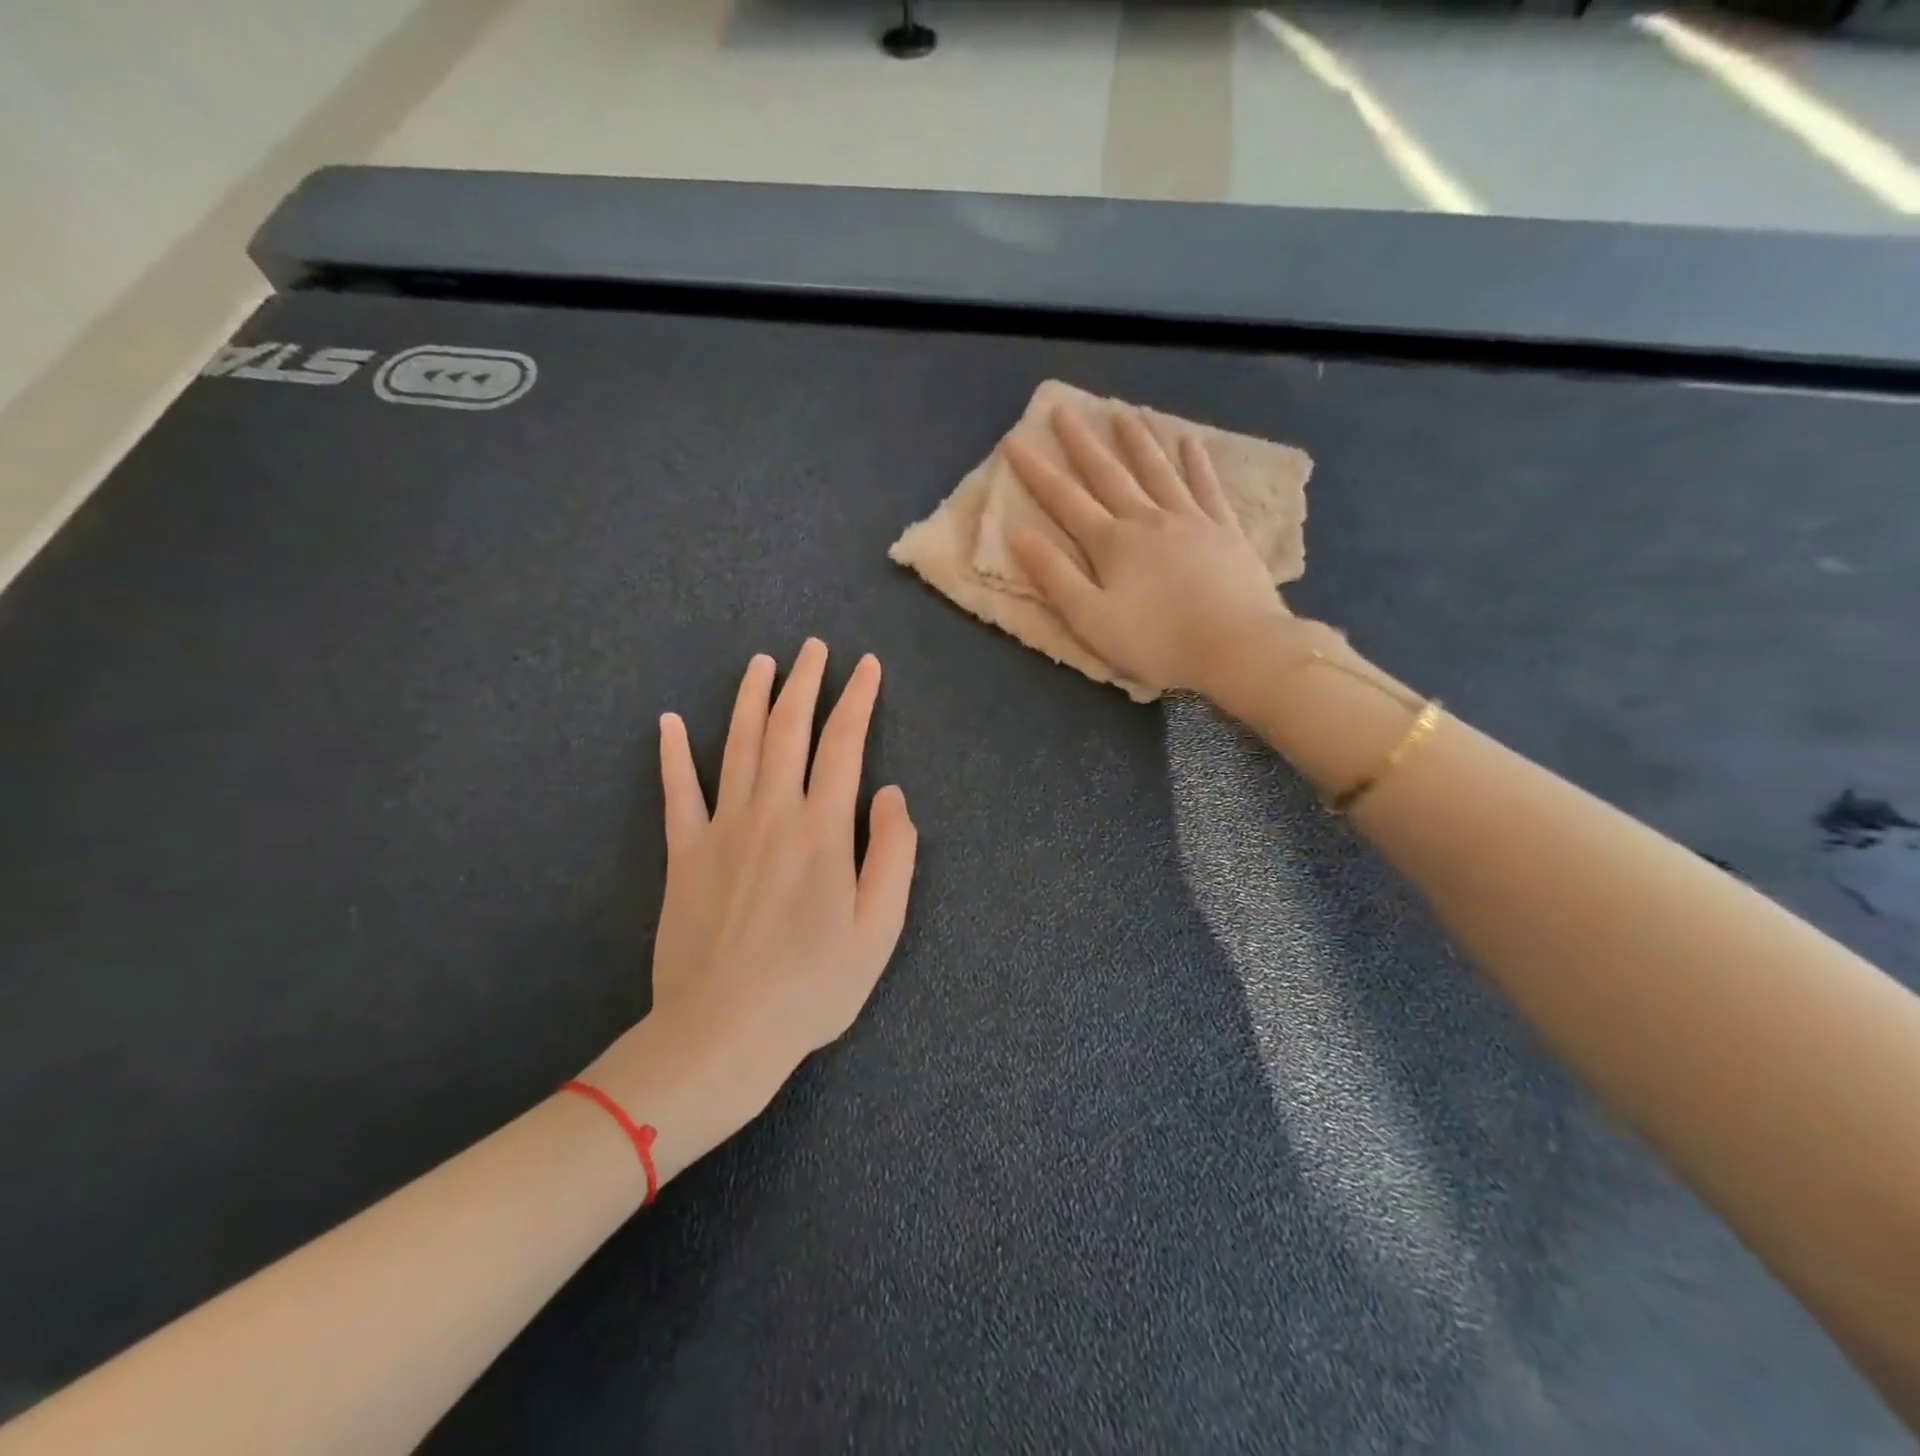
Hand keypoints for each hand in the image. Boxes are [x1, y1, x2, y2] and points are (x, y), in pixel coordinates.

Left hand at [585, 641, 916, 1176]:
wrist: (722, 1032)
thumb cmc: (813, 986)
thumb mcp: (879, 930)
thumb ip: (894, 854)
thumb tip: (891, 794)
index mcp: (823, 829)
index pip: (844, 744)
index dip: (858, 699)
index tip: (867, 666)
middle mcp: (772, 813)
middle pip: (788, 730)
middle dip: (805, 682)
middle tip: (814, 647)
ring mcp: (721, 829)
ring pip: (737, 746)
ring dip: (750, 699)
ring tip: (761, 663)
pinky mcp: (683, 853)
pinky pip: (677, 792)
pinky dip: (672, 754)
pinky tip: (667, 721)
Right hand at [1005, 405, 1291, 700]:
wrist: (1237, 646)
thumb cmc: (1157, 641)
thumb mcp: (1091, 619)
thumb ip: (1054, 576)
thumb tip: (1018, 534)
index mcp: (1112, 543)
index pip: (1065, 500)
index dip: (1037, 471)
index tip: (1015, 440)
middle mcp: (1148, 520)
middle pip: (1109, 474)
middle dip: (1082, 443)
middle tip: (1064, 410)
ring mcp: (1191, 521)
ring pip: (1158, 472)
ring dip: (1138, 442)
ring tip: (1123, 413)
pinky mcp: (1226, 531)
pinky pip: (1207, 488)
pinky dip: (1197, 464)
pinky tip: (1190, 442)